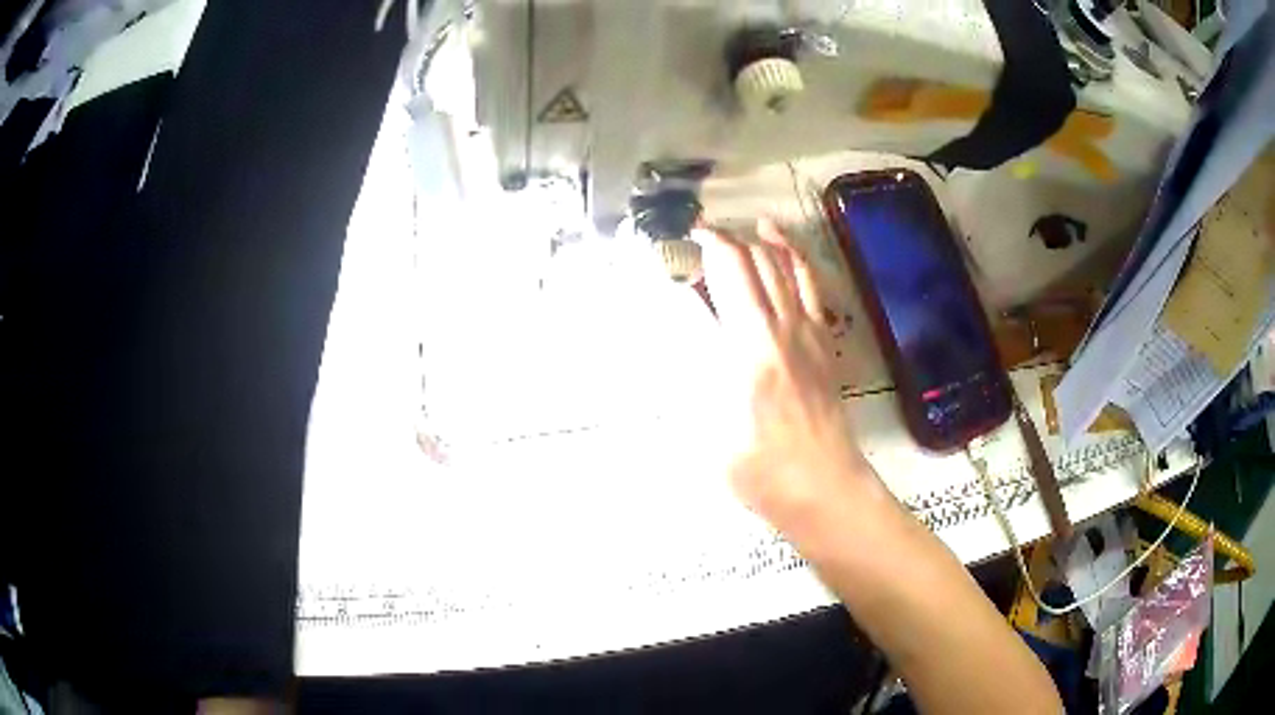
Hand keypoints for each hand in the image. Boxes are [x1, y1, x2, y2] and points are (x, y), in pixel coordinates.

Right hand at [698, 220, 885, 544]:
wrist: (822, 486)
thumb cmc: (758, 467)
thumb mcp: (708, 424)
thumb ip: (693, 366)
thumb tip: (680, 319)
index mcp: (749, 345)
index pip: (727, 273)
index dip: (704, 246)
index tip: (682, 239)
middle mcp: (781, 326)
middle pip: (755, 261)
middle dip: (725, 239)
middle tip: (700, 237)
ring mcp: (808, 331)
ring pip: (785, 266)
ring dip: (762, 240)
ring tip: (742, 226)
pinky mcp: (824, 342)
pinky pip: (811, 286)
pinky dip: (796, 259)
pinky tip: (785, 249)